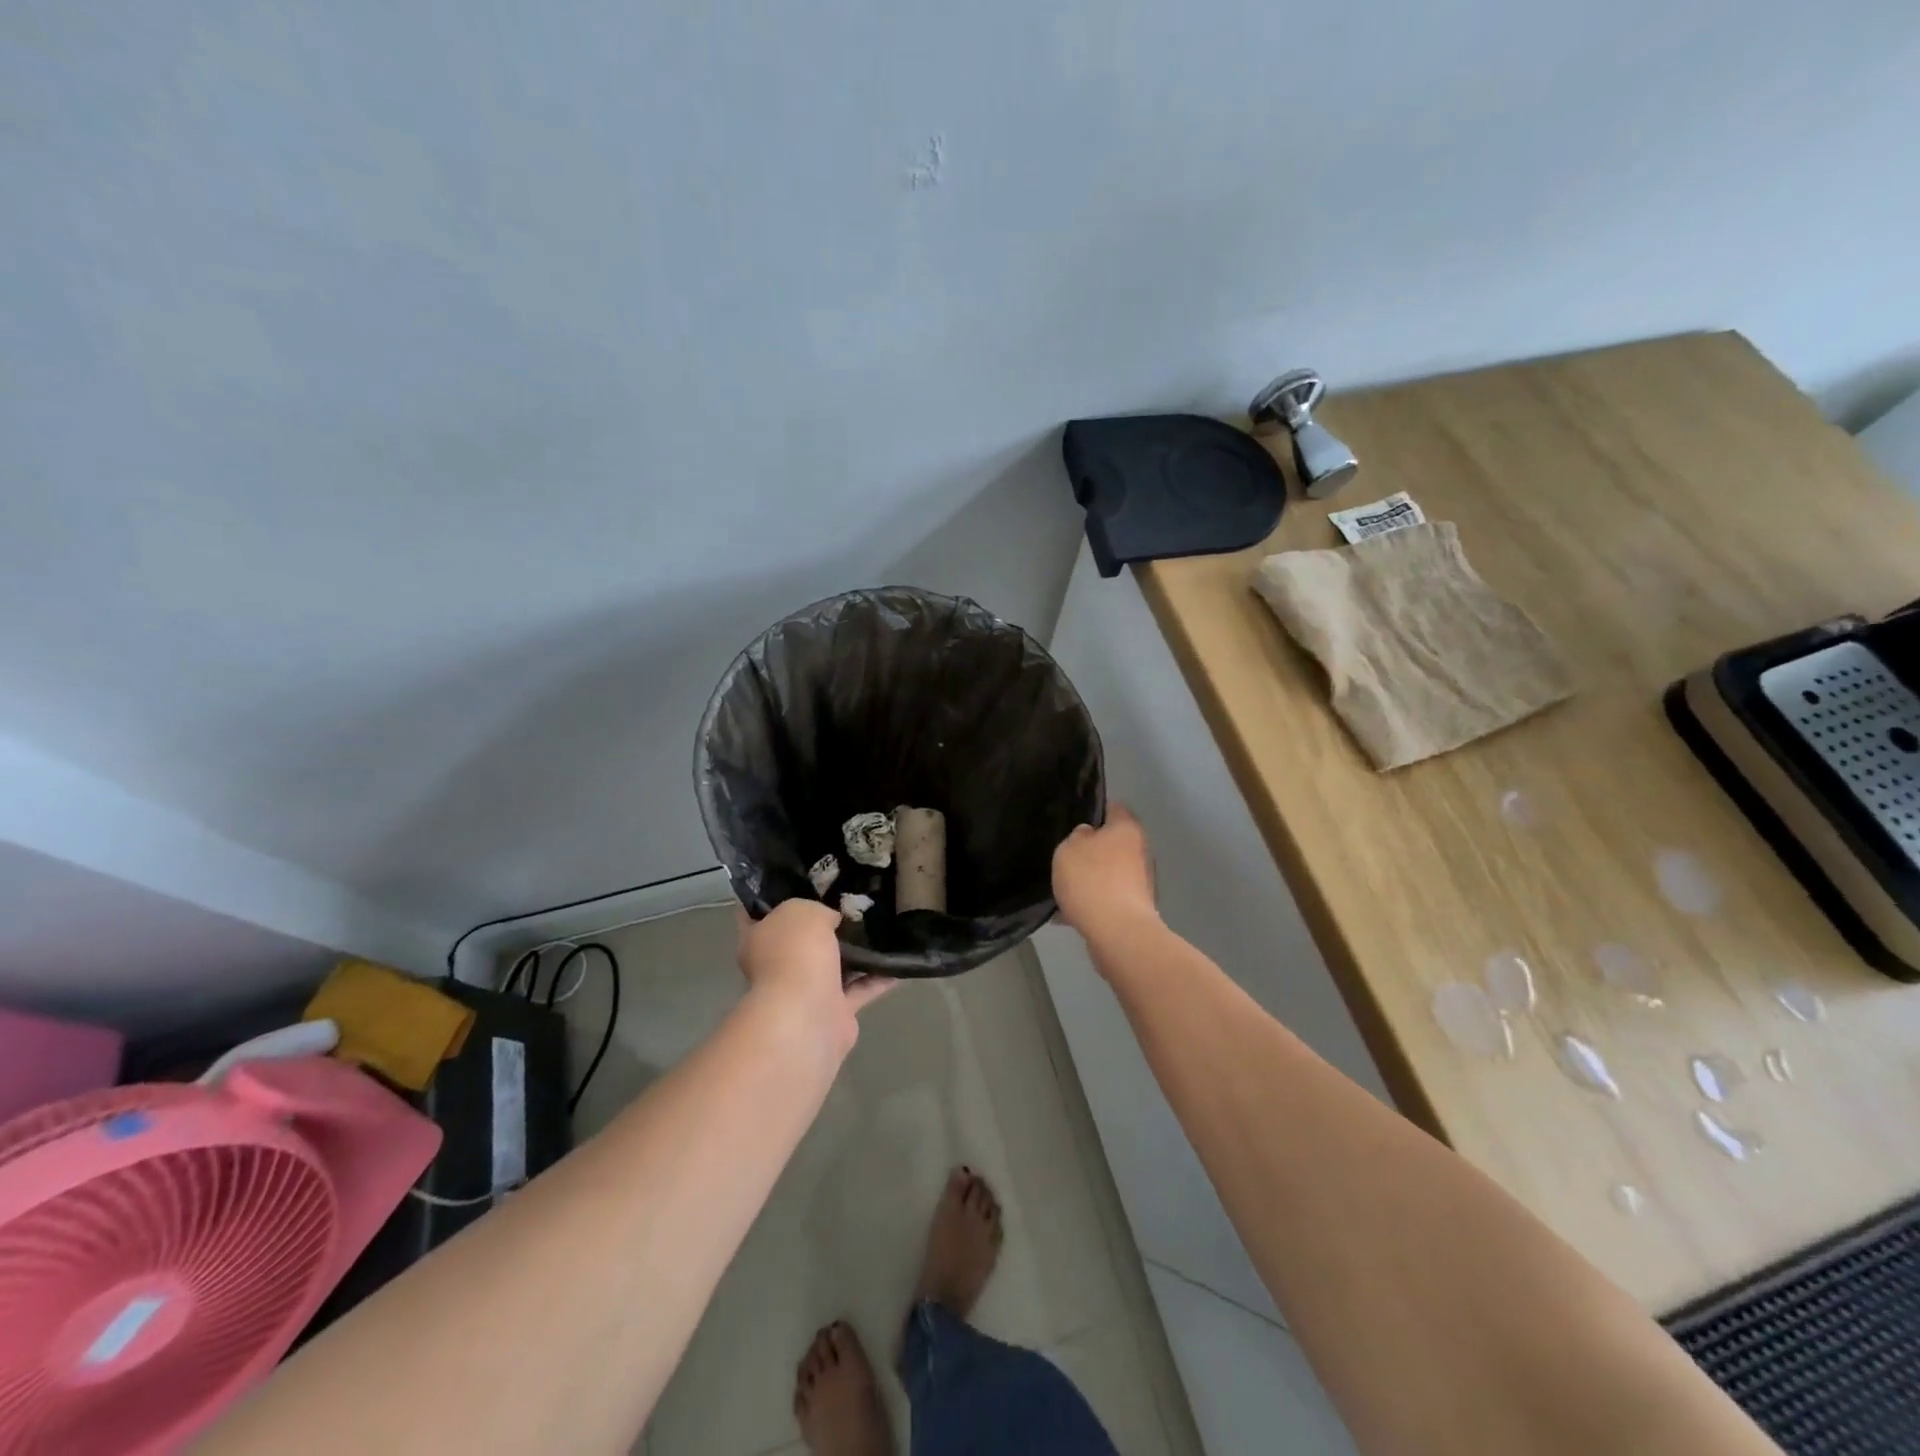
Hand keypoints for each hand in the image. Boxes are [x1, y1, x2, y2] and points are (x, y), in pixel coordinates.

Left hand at [737, 901, 893, 1055]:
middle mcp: (778, 965)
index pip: (757, 912)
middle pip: (801, 939)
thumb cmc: (795, 953)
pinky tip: (898, 961)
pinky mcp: (834, 1011)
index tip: (799, 879)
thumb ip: (817, 909)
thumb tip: (832, 921)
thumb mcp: (802, 910)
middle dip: (824, 924)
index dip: (774, 895)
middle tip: (852, 900)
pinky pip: (860, 988)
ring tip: (882, 926)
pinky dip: (878, 977)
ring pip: (833, 965)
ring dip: (855, 952)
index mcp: (758, 939)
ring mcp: (805, 990)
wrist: (808, 1014)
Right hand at [1051, 805, 1160, 938]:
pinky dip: (1091, 903)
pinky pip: (1107, 899)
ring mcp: (1140, 882)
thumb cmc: (1092, 880)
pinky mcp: (1134, 909)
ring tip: (1063, 890)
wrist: (1117, 932)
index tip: (1075, 820)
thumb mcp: (1069, 849)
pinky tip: (1067, 914)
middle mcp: (1139, 851)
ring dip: (1090, 880)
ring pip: (1108, 873)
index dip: (1095, 811)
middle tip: (1066, 858)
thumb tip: (1088, 836)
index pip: (1113, 808)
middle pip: (1112, 844)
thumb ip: (1077, 837)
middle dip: (1091, 851)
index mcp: (1127, 829)